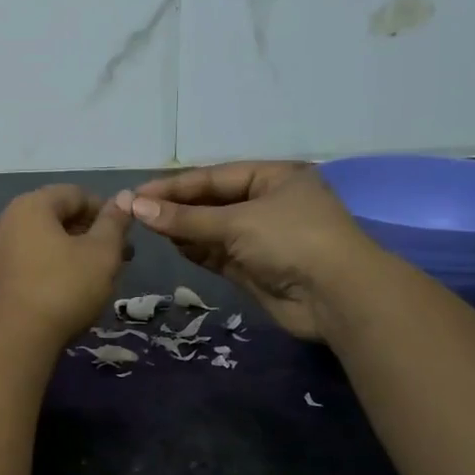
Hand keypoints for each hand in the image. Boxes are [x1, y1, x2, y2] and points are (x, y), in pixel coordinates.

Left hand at [0, 185, 131, 348]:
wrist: (13, 340)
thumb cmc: (63, 289)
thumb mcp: (102, 254)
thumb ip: (114, 223)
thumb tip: (124, 198)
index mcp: (30, 205)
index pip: (75, 194)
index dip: (105, 211)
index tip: (124, 236)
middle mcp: (4, 220)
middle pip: (54, 217)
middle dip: (88, 234)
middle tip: (116, 259)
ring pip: (39, 242)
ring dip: (68, 252)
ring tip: (93, 277)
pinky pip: (24, 263)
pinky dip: (46, 268)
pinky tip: (63, 291)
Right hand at [118, 162, 380, 341]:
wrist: (338, 297)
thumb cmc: (292, 241)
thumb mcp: (237, 222)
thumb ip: (185, 218)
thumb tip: (136, 207)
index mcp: (273, 178)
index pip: (214, 177)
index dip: (174, 185)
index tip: (137, 194)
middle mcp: (267, 203)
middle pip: (212, 202)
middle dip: (177, 208)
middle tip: (137, 213)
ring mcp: (261, 237)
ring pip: (212, 229)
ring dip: (183, 230)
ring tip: (150, 229)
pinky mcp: (255, 268)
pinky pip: (218, 253)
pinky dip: (196, 250)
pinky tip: (173, 246)